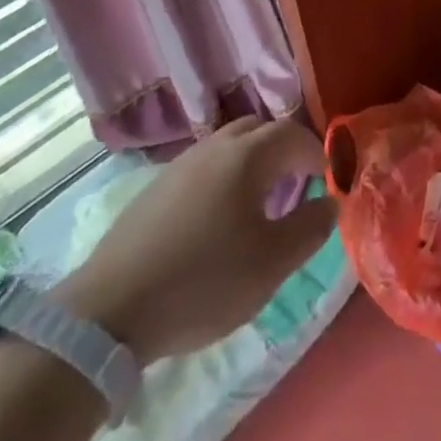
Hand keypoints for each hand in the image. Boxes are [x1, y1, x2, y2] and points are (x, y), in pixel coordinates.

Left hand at [55, 116, 334, 361]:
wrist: (110, 310)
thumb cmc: (203, 282)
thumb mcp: (270, 264)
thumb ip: (309, 229)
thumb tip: (331, 202)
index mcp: (248, 155)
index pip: (294, 135)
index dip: (316, 154)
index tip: (327, 182)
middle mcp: (216, 146)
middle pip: (260, 130)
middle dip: (284, 150)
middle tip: (296, 186)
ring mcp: (182, 163)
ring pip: (230, 145)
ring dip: (253, 162)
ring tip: (259, 203)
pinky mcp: (157, 186)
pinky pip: (205, 165)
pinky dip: (224, 177)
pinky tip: (217, 218)